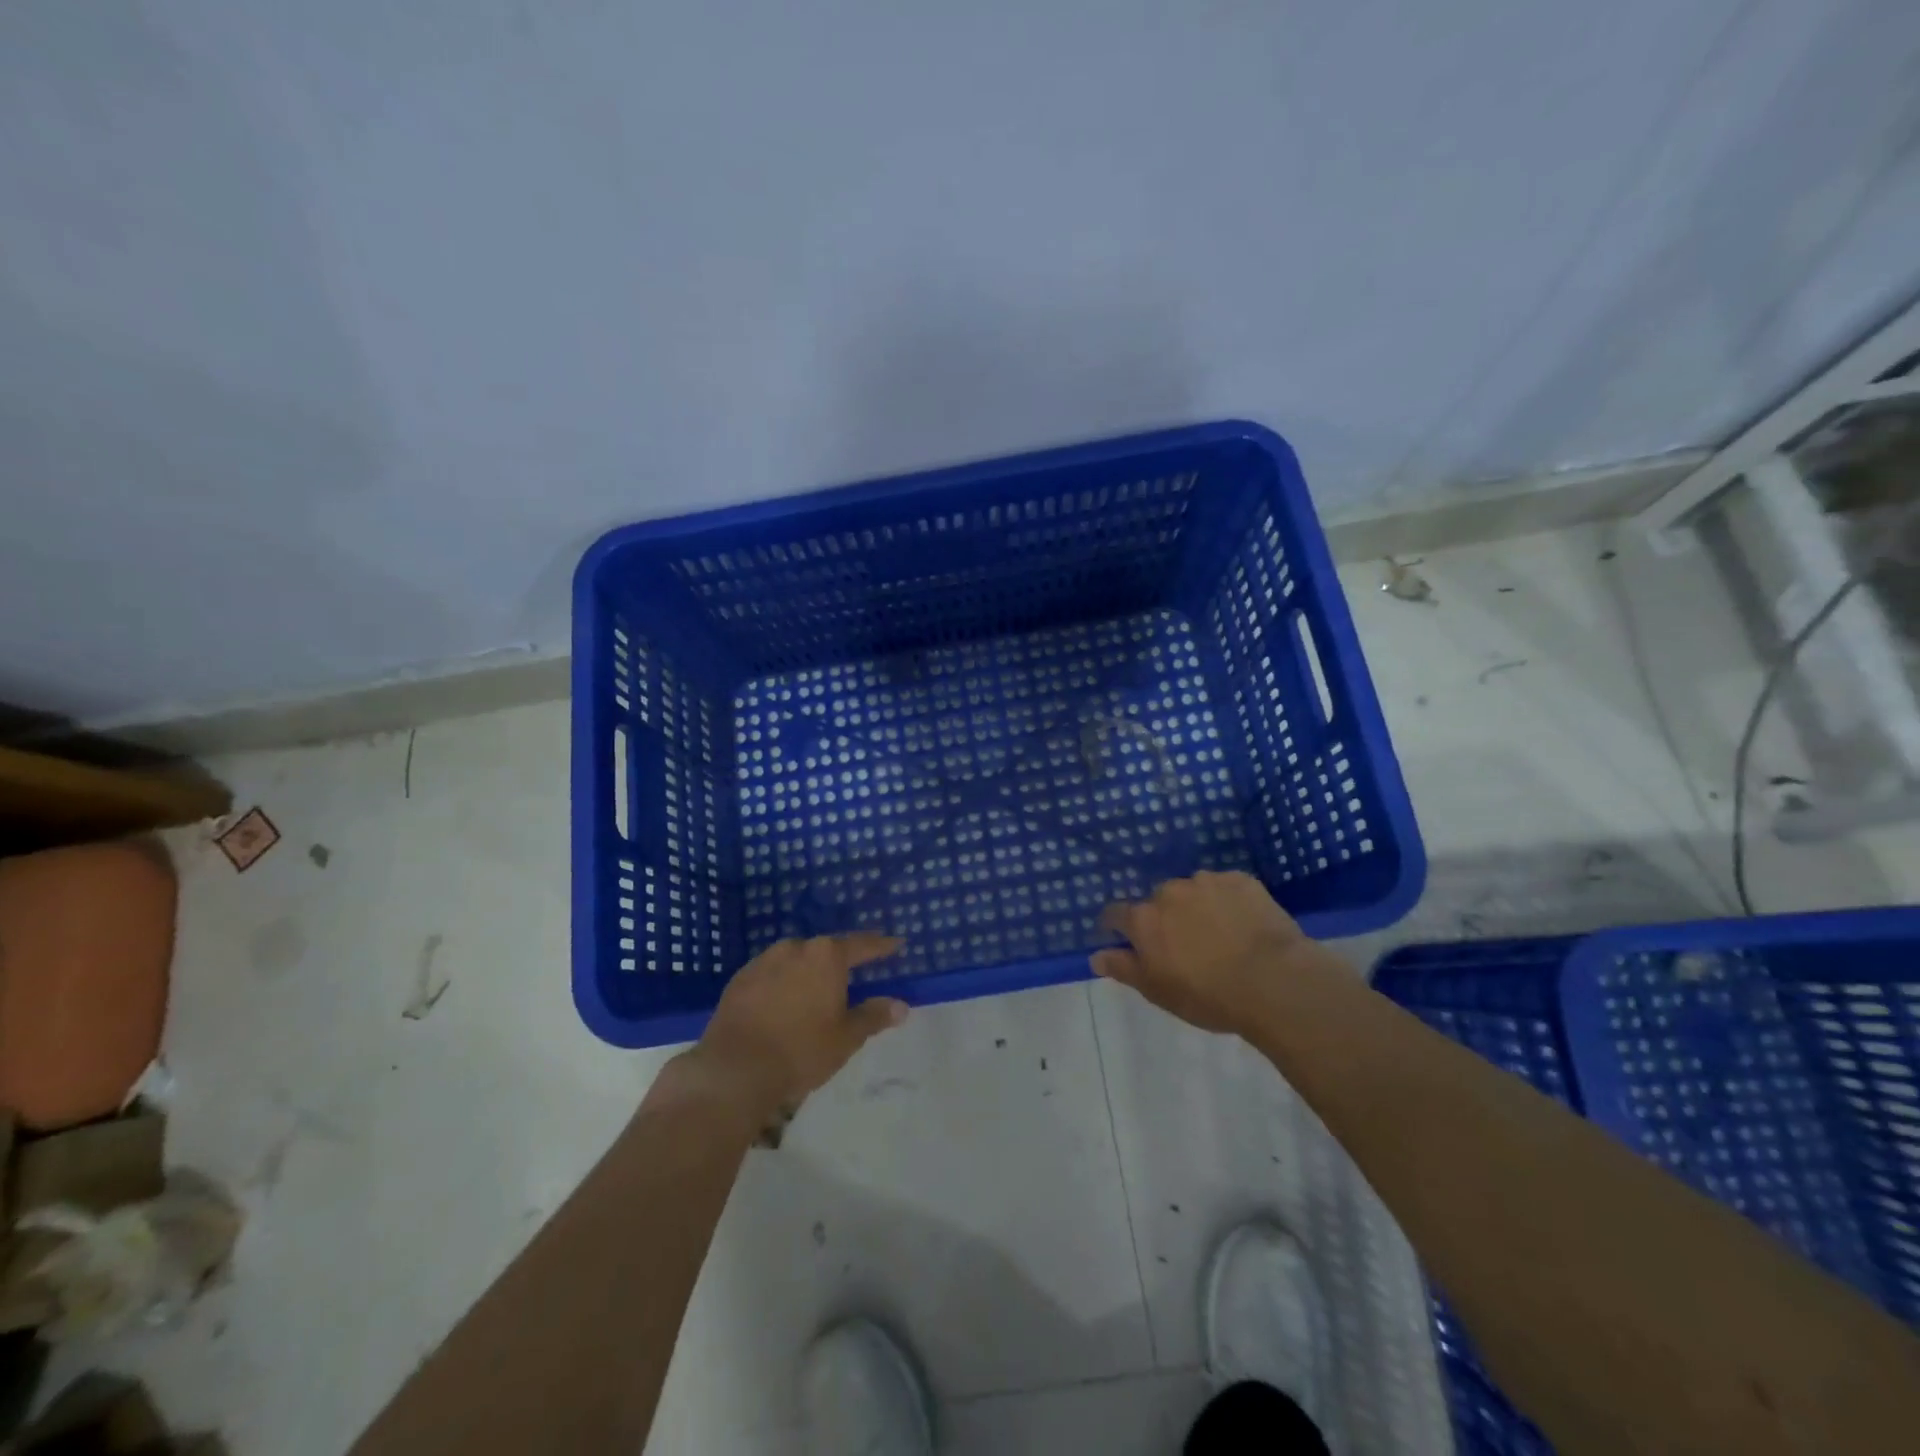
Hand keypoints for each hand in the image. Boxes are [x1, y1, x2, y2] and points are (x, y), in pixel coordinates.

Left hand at [690, 934, 907, 1119]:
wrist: (735, 1068)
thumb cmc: (801, 1050)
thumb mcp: (846, 1038)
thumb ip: (874, 1016)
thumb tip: (901, 1006)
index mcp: (826, 956)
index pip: (862, 945)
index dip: (880, 946)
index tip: (894, 944)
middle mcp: (795, 948)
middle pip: (825, 950)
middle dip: (838, 962)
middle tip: (851, 976)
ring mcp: (763, 961)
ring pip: (794, 960)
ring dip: (807, 972)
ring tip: (813, 992)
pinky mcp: (739, 979)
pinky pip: (770, 974)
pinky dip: (781, 984)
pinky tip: (781, 1004)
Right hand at [1093, 870, 1313, 1034]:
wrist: (1274, 981)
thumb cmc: (1208, 995)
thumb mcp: (1158, 992)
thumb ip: (1124, 969)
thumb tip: (1095, 956)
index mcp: (1144, 919)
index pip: (1115, 914)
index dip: (1117, 927)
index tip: (1126, 941)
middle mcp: (1169, 892)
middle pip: (1158, 901)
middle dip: (1165, 918)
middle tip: (1184, 945)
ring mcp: (1206, 881)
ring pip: (1193, 891)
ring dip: (1197, 906)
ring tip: (1219, 934)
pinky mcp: (1241, 880)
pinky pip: (1226, 887)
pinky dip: (1228, 901)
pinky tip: (1243, 924)